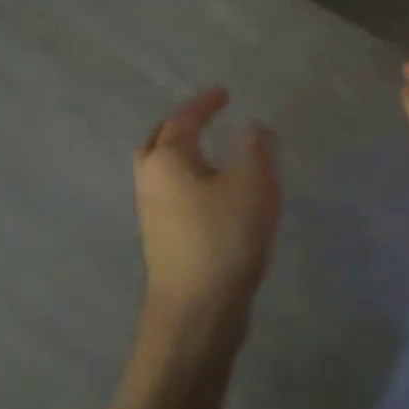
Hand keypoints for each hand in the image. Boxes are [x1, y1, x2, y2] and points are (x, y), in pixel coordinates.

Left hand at [133, 88, 280, 341]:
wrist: (197, 313)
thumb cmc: (224, 238)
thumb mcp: (254, 184)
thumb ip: (257, 148)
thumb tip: (253, 128)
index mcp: (167, 160)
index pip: (183, 119)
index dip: (205, 103)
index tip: (225, 94)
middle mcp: (151, 182)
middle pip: (158, 143)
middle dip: (180, 127)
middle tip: (206, 119)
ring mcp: (152, 215)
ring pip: (161, 172)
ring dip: (182, 156)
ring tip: (212, 153)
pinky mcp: (162, 241)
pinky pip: (171, 195)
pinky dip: (188, 181)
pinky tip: (214, 193)